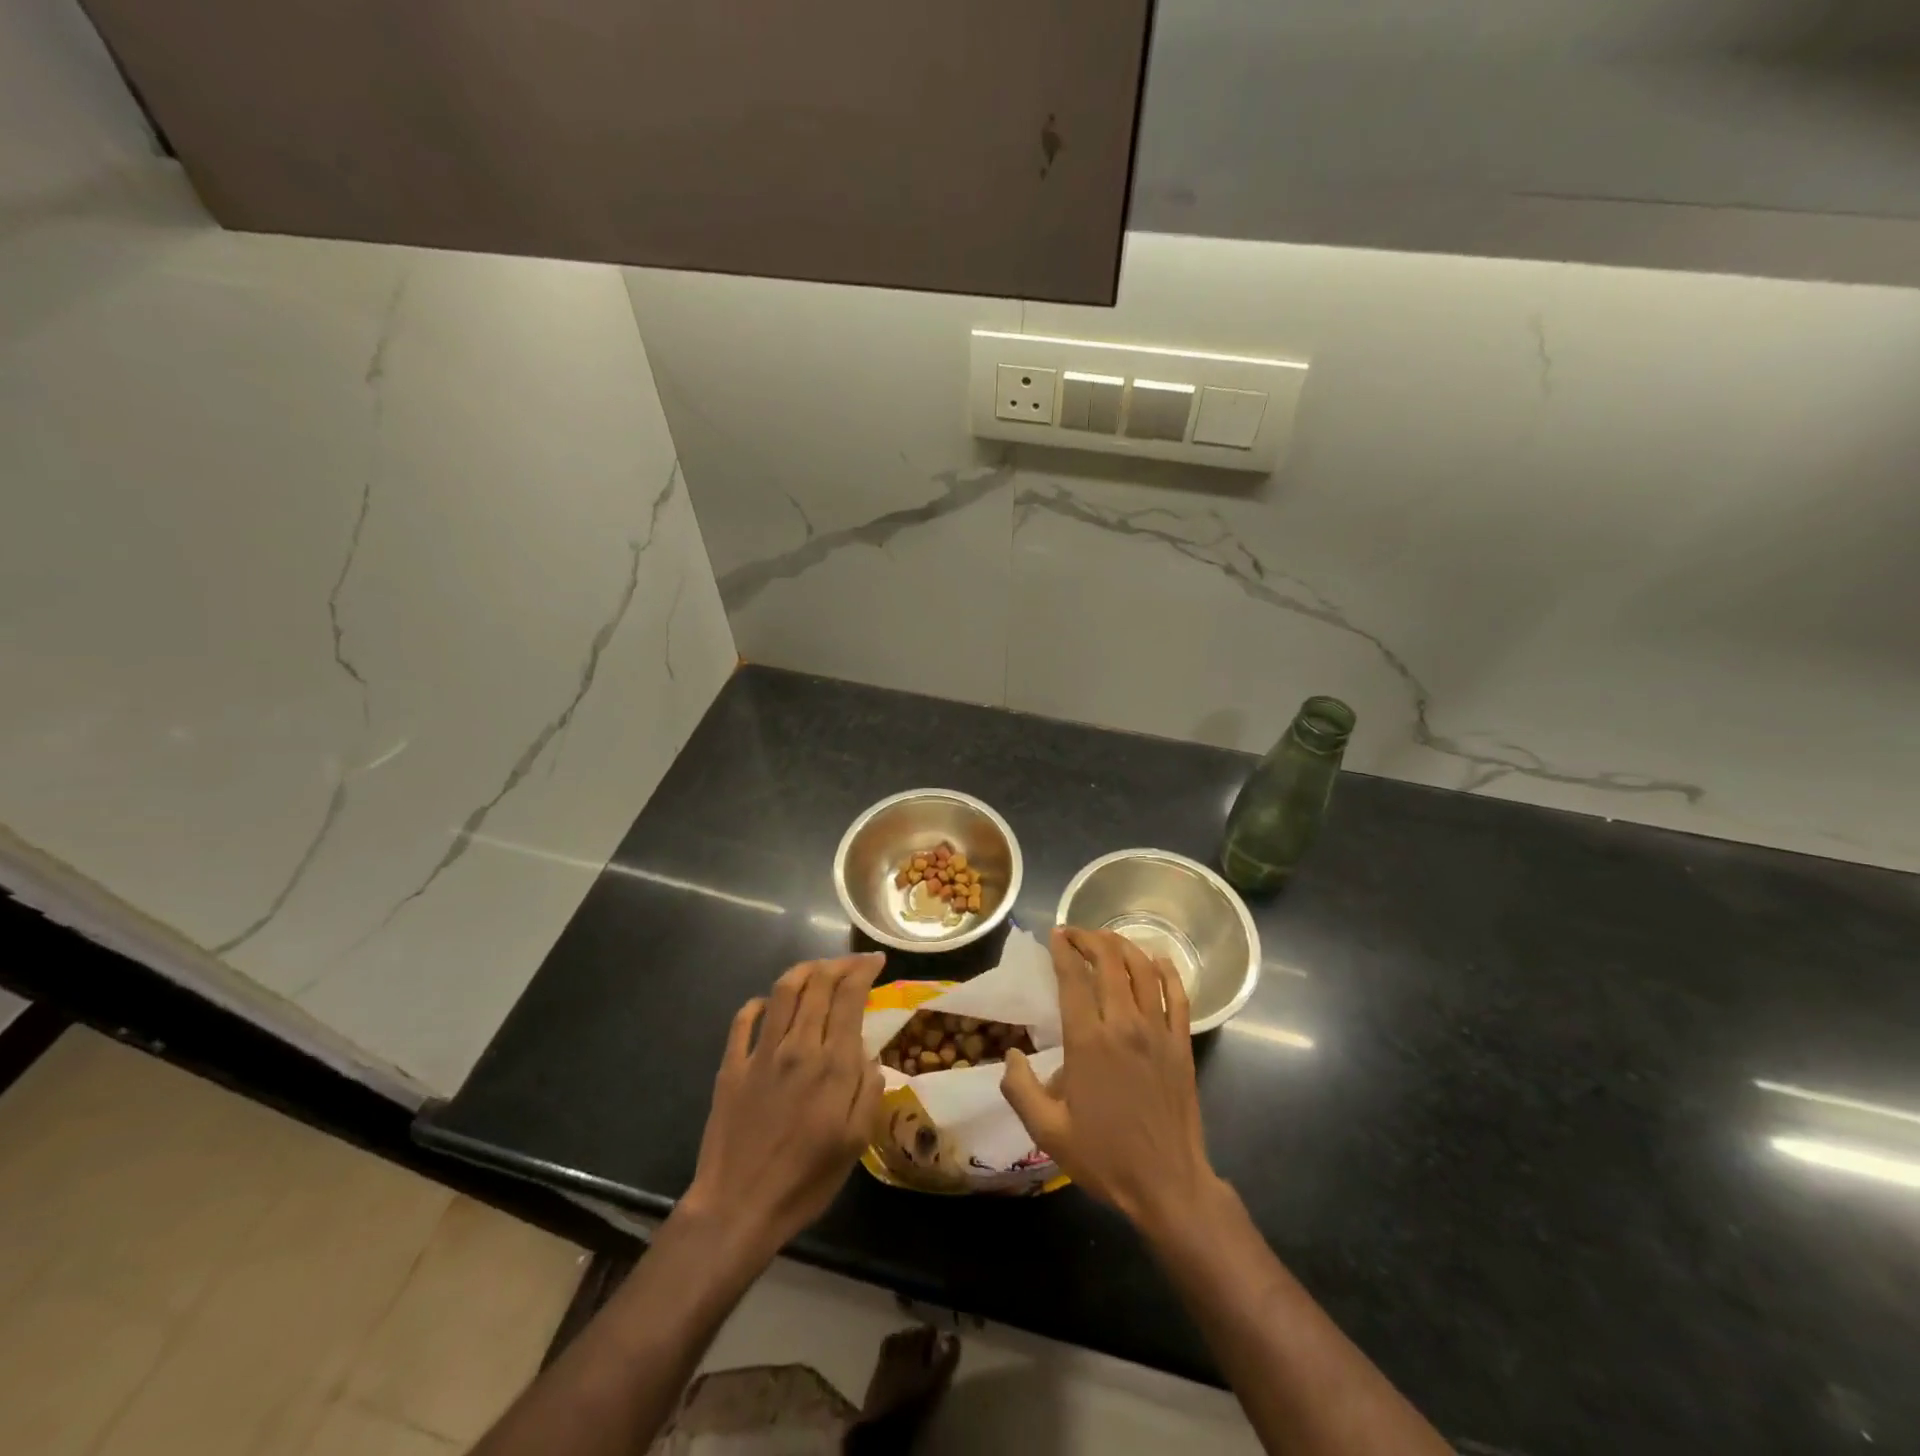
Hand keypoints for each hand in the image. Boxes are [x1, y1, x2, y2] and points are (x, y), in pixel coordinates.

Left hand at [680, 953, 885, 1256]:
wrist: (738, 1208)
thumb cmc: (805, 1181)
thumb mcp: (855, 1143)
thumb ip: (867, 1090)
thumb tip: (869, 1054)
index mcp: (832, 1065)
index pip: (849, 996)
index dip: (864, 970)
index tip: (876, 961)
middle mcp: (797, 1046)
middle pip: (818, 983)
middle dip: (839, 964)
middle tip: (853, 963)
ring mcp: (760, 1053)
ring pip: (783, 990)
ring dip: (804, 971)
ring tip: (818, 970)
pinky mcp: (731, 1066)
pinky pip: (744, 1019)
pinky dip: (760, 1003)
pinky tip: (769, 1004)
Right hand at [1001, 928, 1222, 1233]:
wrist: (1167, 1185)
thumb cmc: (1104, 1157)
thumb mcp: (1047, 1132)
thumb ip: (1020, 1089)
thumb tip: (1011, 1054)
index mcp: (1088, 1043)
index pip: (1073, 979)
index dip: (1063, 951)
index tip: (1055, 935)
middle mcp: (1124, 1025)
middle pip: (1109, 962)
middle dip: (1090, 939)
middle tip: (1075, 934)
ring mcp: (1158, 1032)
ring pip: (1143, 970)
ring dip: (1123, 946)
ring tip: (1107, 939)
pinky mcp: (1182, 1044)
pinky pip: (1178, 994)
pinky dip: (1166, 970)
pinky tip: (1155, 959)